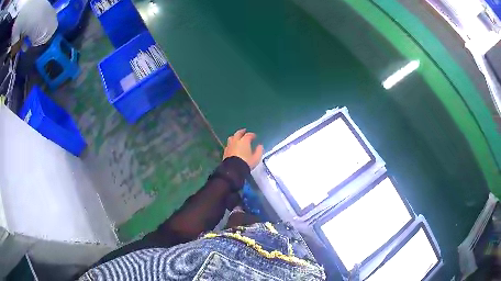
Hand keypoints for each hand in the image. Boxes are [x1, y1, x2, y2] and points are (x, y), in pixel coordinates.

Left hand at [223, 129, 263, 169]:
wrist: (233, 169)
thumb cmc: (246, 163)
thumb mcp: (256, 158)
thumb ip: (259, 150)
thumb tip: (260, 146)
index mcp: (244, 141)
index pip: (248, 135)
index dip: (252, 135)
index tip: (255, 136)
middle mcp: (236, 141)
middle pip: (238, 133)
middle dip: (242, 132)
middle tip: (244, 131)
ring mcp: (229, 146)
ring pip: (231, 138)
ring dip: (235, 136)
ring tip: (237, 137)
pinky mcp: (225, 151)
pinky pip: (228, 145)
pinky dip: (231, 144)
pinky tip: (232, 146)